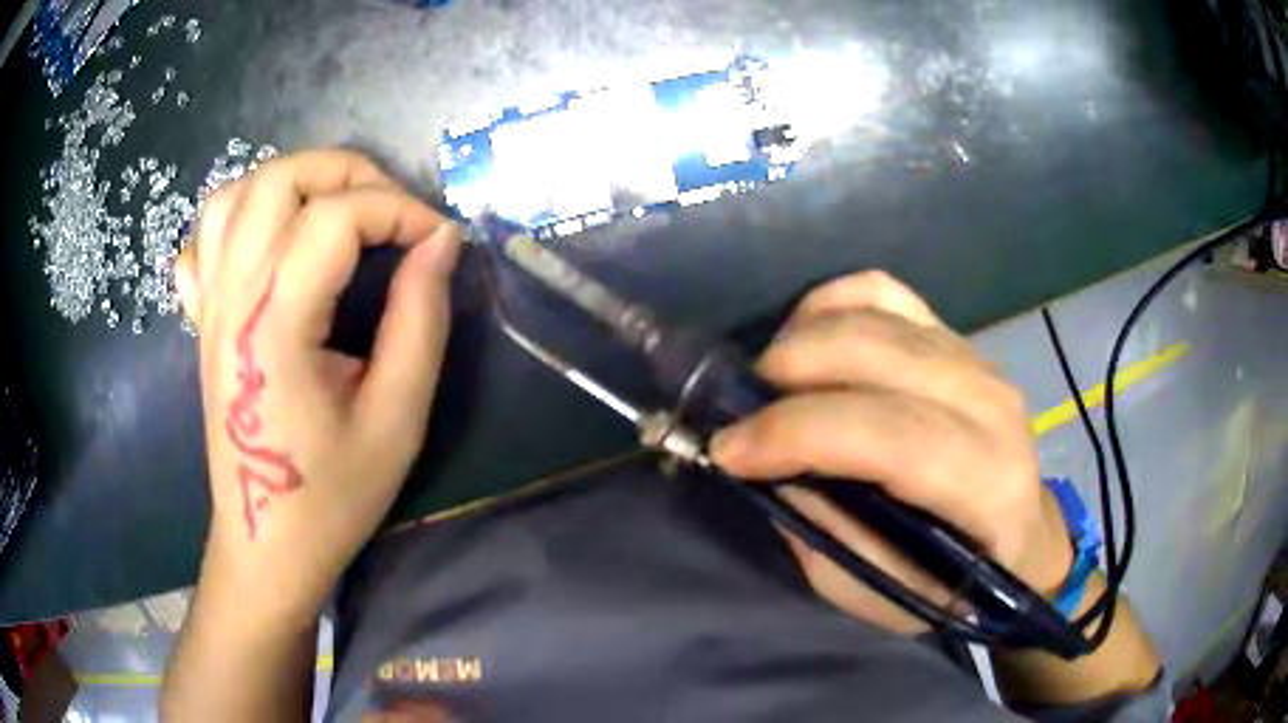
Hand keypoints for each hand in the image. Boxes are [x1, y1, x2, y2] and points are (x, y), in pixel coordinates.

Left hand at [174, 149, 460, 623]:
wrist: (266, 543)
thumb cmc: (332, 495)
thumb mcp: (397, 419)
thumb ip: (420, 320)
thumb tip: (441, 243)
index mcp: (274, 325)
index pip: (336, 217)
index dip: (399, 210)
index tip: (438, 242)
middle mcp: (231, 297)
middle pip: (279, 179)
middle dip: (347, 171)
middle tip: (391, 209)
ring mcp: (208, 305)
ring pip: (236, 193)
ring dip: (294, 181)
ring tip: (336, 209)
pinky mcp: (201, 318)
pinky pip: (205, 238)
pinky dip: (240, 215)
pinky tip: (270, 239)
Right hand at [712, 271, 1072, 632]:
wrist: (1019, 537)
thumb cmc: (952, 583)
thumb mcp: (879, 590)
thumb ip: (826, 532)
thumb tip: (770, 468)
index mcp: (985, 482)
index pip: (887, 434)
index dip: (795, 433)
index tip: (728, 450)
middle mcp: (989, 404)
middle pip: (873, 354)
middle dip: (785, 374)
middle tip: (743, 416)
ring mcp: (974, 358)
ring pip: (871, 313)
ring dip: (800, 340)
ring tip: (772, 384)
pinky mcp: (956, 336)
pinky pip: (883, 291)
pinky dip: (831, 304)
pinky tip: (809, 337)